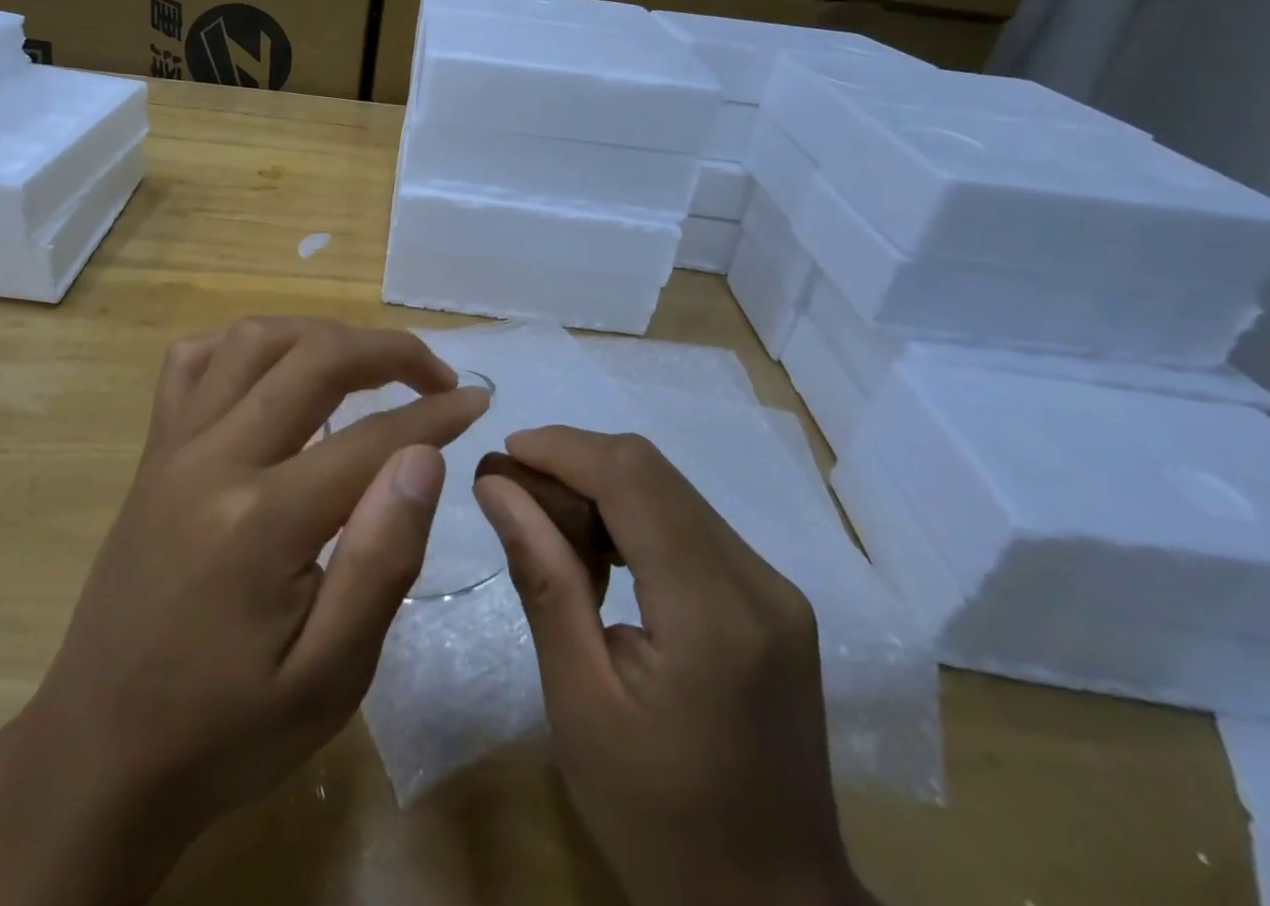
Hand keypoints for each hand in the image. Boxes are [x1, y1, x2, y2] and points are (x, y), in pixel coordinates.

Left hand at [0, 318, 488, 905]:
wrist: (101, 753)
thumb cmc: (227, 730)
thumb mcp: (329, 679)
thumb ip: (381, 560)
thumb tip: (423, 456)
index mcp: (262, 520)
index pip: (372, 437)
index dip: (435, 412)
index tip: (476, 400)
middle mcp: (214, 458)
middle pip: (314, 359)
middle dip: (389, 351)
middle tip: (436, 375)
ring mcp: (174, 446)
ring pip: (255, 340)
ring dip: (321, 335)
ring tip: (366, 364)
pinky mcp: (153, 452)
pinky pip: (193, 362)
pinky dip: (245, 346)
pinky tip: (275, 369)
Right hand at [475, 427, 873, 905]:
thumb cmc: (658, 821)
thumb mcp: (579, 702)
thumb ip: (542, 579)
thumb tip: (496, 487)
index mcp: (712, 613)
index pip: (633, 477)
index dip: (563, 448)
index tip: (502, 455)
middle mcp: (757, 582)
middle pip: (653, 472)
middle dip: (575, 463)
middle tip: (513, 492)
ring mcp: (773, 589)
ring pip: (671, 490)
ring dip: (602, 487)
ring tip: (546, 524)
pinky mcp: (772, 600)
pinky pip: (690, 523)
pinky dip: (633, 517)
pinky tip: (599, 554)